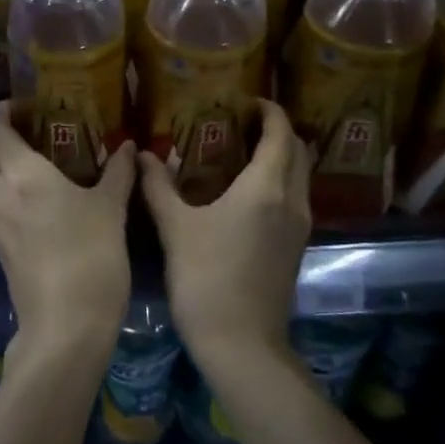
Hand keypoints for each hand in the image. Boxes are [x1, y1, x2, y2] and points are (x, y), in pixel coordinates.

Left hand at [0, 101, 134, 358]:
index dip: (0, 111)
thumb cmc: (91, 258)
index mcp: (22, 174)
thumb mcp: (111, 211)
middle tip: (10, 126)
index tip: (20, 105)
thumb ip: (118, 173)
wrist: (66, 326)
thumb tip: (130, 146)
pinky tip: (32, 193)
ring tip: (26, 157)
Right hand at [139, 98, 311, 369]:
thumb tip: (143, 154)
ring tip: (244, 150)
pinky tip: (248, 192)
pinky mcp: (295, 248)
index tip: (248, 100)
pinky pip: (295, 199)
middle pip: (298, 151)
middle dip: (278, 130)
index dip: (269, 111)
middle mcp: (292, 201)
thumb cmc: (206, 278)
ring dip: (282, 156)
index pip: (280, 134)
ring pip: (301, 177)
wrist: (241, 343)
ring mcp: (299, 227)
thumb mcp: (175, 227)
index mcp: (266, 188)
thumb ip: (158, 186)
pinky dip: (280, 182)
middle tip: (244, 122)